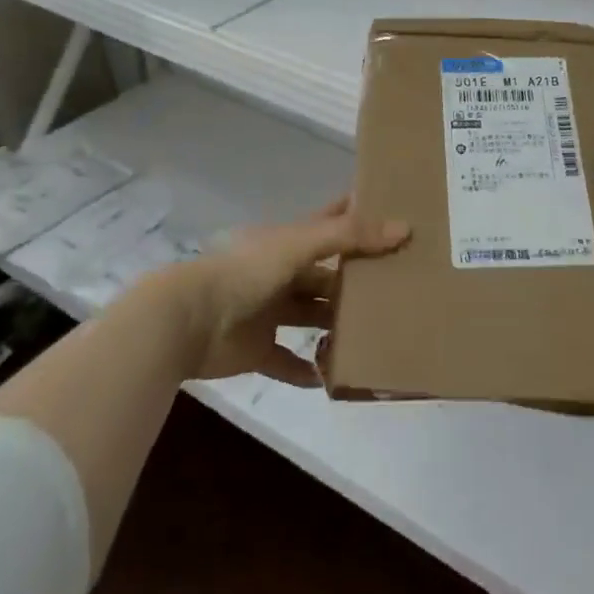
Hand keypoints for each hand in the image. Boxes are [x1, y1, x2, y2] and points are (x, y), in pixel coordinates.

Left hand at [173, 197, 408, 386]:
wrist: (188, 319)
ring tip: (378, 332)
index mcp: (289, 242)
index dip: (356, 217)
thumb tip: (405, 228)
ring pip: (311, 317)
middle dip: (355, 280)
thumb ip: (350, 235)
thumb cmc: (246, 271)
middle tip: (400, 286)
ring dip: (337, 325)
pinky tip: (336, 376)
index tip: (393, 216)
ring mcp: (269, 312)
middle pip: (325, 275)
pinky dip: (309, 370)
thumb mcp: (301, 244)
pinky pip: (289, 362)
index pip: (330, 223)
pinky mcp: (258, 350)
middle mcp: (281, 273)